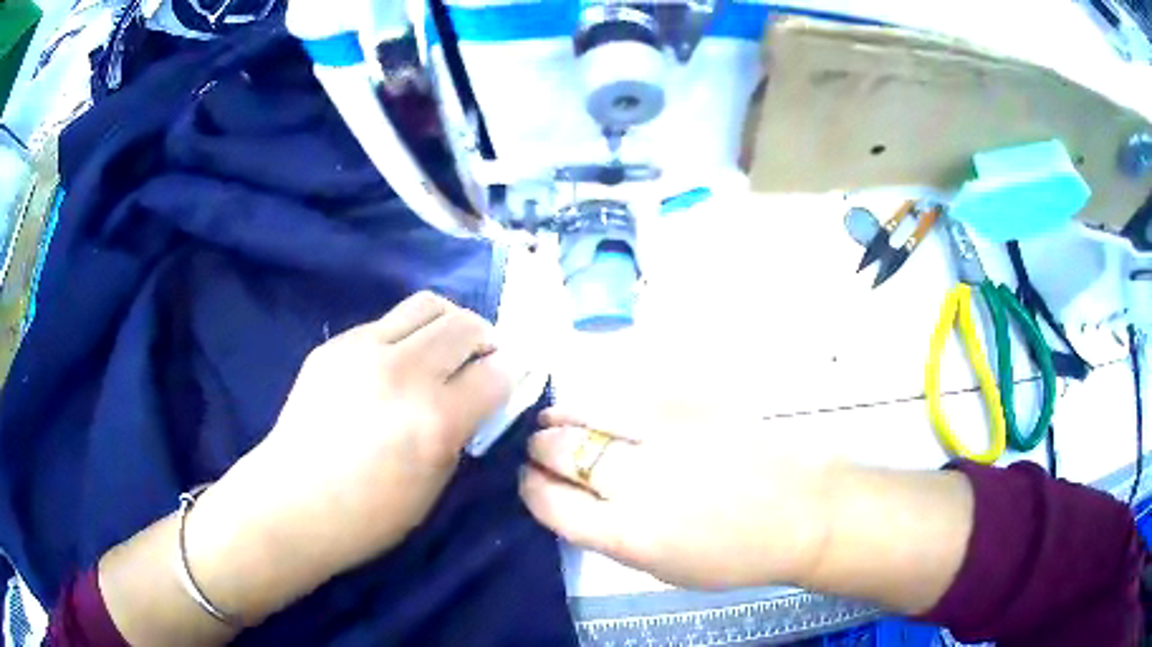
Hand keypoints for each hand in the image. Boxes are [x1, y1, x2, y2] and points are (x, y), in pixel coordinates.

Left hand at [188, 292, 512, 604]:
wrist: (293, 502)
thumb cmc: (369, 515)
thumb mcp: (434, 484)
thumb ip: (461, 430)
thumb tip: (478, 395)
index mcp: (435, 419)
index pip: (496, 372)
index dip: (509, 374)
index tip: (507, 381)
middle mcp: (404, 372)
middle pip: (466, 325)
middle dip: (486, 340)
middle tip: (482, 360)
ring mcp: (364, 350)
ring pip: (428, 305)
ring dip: (450, 323)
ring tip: (445, 347)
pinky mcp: (336, 344)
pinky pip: (387, 322)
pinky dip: (408, 335)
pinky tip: (397, 363)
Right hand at [520, 405, 840, 589]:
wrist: (802, 512)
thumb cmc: (733, 555)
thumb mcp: (661, 568)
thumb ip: (609, 536)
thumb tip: (571, 501)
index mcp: (628, 534)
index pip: (553, 503)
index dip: (532, 489)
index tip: (528, 480)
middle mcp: (638, 481)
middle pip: (562, 454)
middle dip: (541, 450)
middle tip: (539, 449)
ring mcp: (664, 435)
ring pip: (587, 413)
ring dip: (560, 418)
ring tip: (551, 420)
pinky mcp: (689, 404)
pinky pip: (625, 395)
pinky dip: (598, 401)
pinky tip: (593, 405)